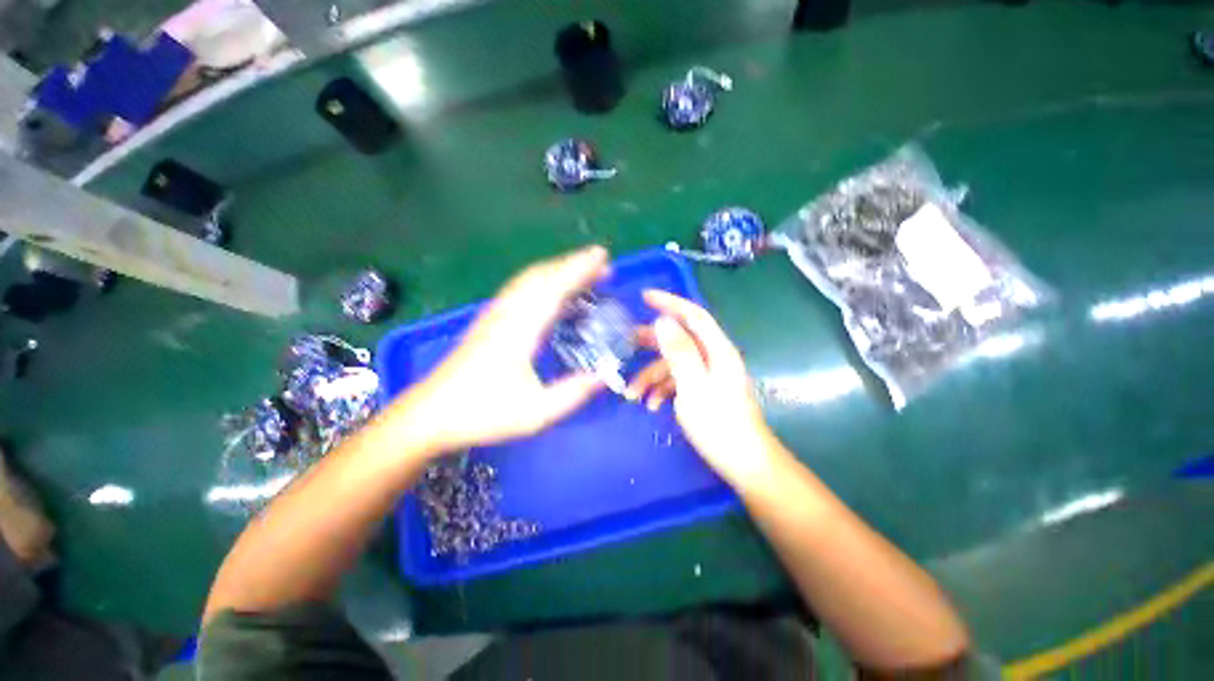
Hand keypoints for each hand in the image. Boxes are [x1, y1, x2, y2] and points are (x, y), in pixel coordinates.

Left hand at [391, 246, 610, 454]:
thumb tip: (605, 376)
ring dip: (557, 269)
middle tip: (601, 265)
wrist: (430, 415)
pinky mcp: (489, 321)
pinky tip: (551, 292)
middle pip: (541, 275)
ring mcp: (495, 315)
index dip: (580, 268)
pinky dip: (542, 281)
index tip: (602, 255)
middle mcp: (507, 313)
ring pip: (528, 279)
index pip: (554, 288)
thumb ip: (573, 393)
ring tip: (582, 273)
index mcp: (520, 329)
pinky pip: (520, 289)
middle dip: (572, 264)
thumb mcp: (536, 412)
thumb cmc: (482, 413)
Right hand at [626, 291, 780, 488]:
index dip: (670, 302)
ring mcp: (707, 376)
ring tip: (632, 396)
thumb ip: (679, 352)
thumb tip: (663, 321)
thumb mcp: (693, 386)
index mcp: (717, 351)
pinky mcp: (702, 392)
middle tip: (625, 343)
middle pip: (679, 339)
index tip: (644, 297)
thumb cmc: (719, 425)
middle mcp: (713, 358)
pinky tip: (651, 406)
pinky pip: (677, 382)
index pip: (694, 315)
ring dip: (651, 377)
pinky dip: (662, 391)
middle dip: (651, 343)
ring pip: (673, 365)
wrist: (744, 464)